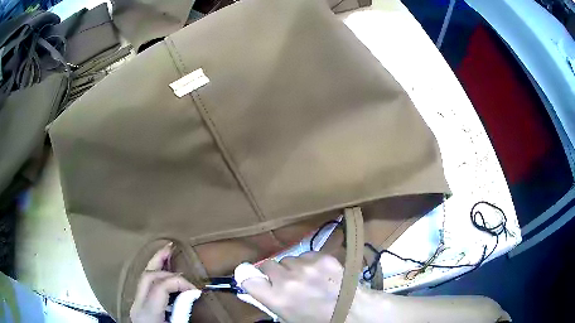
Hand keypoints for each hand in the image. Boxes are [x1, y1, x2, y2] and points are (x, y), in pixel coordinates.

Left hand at [130, 242, 196, 322]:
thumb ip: (183, 311)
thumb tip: (192, 293)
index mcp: (147, 312)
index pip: (160, 286)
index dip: (179, 282)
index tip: (196, 290)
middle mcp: (138, 304)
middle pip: (147, 276)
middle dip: (160, 261)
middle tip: (173, 249)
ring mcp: (136, 304)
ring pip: (143, 278)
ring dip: (156, 264)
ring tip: (166, 253)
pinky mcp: (138, 306)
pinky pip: (145, 285)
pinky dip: (155, 275)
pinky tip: (163, 274)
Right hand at [241, 252, 343, 322]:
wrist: (352, 311)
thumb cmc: (317, 320)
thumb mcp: (287, 317)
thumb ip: (269, 300)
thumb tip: (255, 286)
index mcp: (276, 298)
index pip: (247, 278)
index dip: (250, 277)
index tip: (256, 279)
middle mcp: (288, 280)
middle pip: (268, 265)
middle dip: (274, 273)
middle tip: (286, 282)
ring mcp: (306, 266)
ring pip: (288, 259)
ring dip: (292, 268)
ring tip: (307, 279)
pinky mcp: (322, 257)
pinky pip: (306, 255)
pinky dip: (308, 263)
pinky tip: (319, 273)